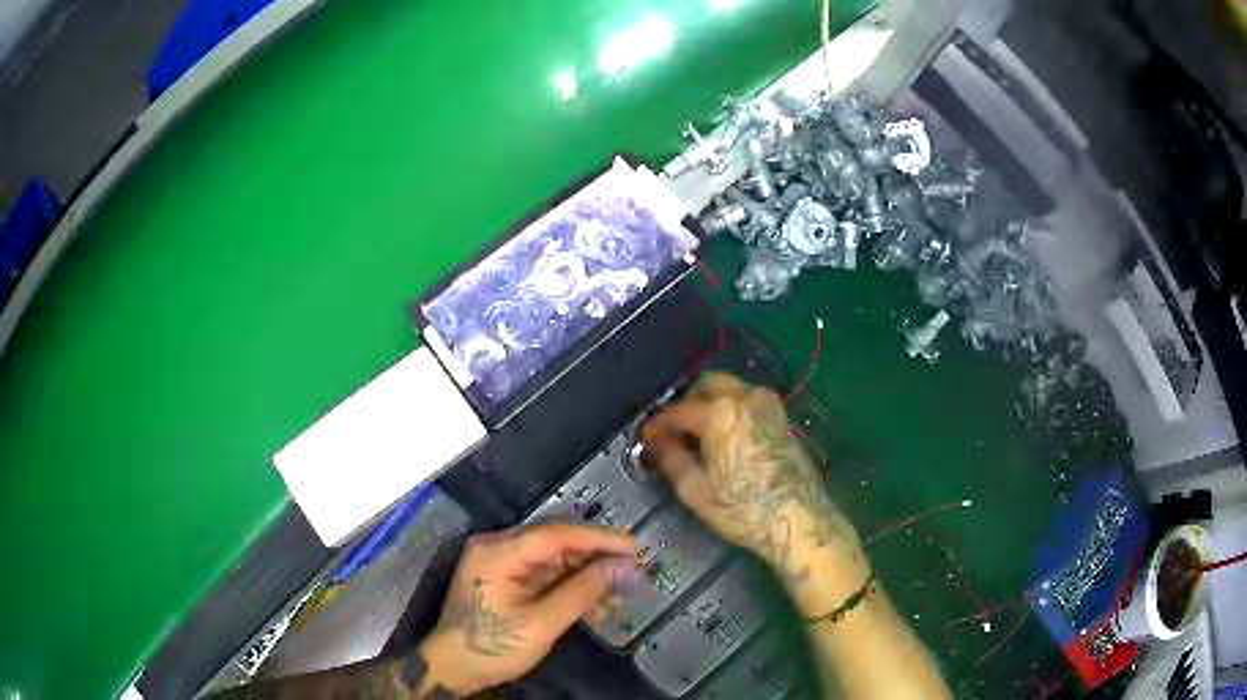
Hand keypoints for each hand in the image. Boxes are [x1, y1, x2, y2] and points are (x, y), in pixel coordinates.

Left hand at [418, 524, 637, 694]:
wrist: (453, 667)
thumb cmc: (492, 647)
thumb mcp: (542, 624)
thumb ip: (584, 592)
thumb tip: (626, 569)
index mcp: (498, 552)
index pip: (557, 534)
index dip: (599, 539)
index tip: (635, 549)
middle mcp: (497, 546)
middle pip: (557, 542)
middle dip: (597, 558)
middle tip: (633, 573)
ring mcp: (500, 561)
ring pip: (555, 557)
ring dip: (587, 575)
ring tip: (619, 595)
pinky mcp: (506, 577)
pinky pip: (545, 572)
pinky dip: (571, 585)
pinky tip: (595, 603)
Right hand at [641, 372, 864, 601]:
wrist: (798, 519)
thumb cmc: (742, 508)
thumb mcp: (695, 489)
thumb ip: (670, 459)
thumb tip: (658, 444)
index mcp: (719, 412)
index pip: (677, 410)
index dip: (657, 425)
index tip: (646, 439)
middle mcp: (744, 397)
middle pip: (706, 384)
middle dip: (686, 404)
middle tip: (673, 431)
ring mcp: (767, 404)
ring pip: (729, 388)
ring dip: (709, 403)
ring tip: (697, 434)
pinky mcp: (781, 416)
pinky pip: (747, 400)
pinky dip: (730, 409)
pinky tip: (723, 437)